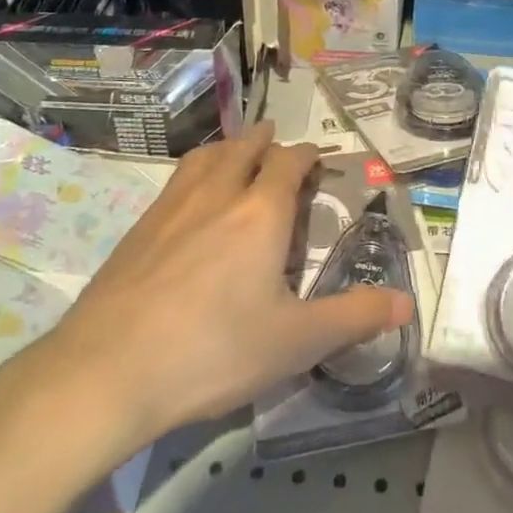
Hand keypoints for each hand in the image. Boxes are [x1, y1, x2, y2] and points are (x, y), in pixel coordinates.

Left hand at [8, 124, 412, 451]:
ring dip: (229, 147)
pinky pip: (176, 180)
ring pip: (206, 157)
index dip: (307, 154)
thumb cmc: (212, 352)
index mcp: (261, 213)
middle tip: (280, 146)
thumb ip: (354, 317)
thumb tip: (407, 303)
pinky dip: (196, 171)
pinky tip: (191, 199)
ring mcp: (172, 208)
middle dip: (267, 141)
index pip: (289, 162)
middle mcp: (218, 195)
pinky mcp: (138, 229)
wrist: (106, 372)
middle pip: (245, 147)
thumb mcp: (296, 342)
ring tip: (237, 153)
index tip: (318, 159)